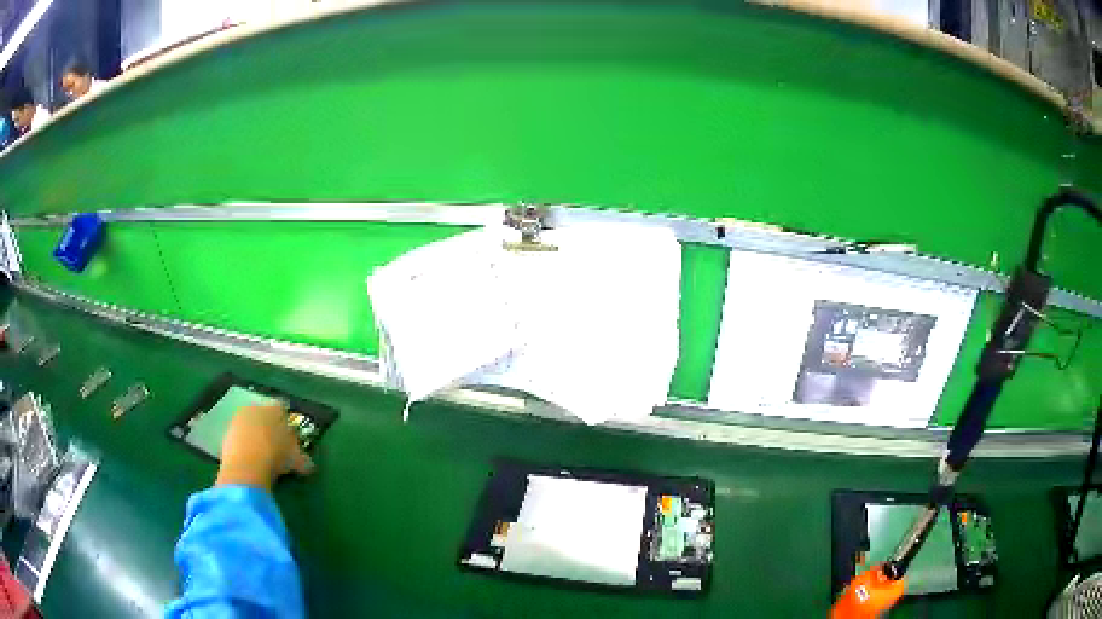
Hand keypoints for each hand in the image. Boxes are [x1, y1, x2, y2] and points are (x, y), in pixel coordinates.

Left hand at [215, 404, 313, 490]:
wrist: (246, 464)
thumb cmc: (276, 456)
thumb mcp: (296, 461)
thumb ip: (303, 459)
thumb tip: (308, 465)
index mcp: (274, 409)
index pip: (282, 409)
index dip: (286, 422)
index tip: (290, 438)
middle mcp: (256, 408)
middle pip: (264, 415)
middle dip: (269, 428)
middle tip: (276, 446)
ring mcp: (238, 418)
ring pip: (250, 425)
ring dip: (255, 436)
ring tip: (262, 455)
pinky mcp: (227, 431)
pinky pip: (239, 436)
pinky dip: (245, 445)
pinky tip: (250, 459)